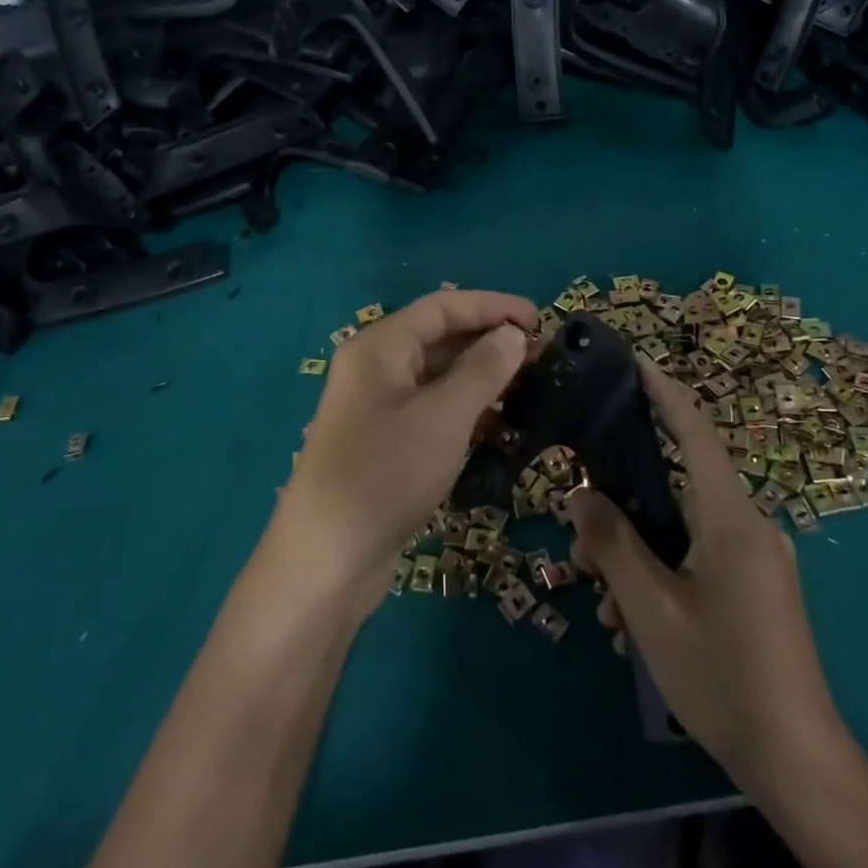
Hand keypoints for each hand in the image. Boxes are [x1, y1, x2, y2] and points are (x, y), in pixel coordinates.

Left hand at [273, 289, 536, 612]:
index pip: (442, 307)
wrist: (327, 561)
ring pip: (436, 376)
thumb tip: (512, 334)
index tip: (539, 319)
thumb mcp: (443, 417)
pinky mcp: (384, 443)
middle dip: (488, 341)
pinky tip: (497, 421)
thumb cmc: (386, 473)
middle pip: (438, 338)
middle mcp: (375, 369)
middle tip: (540, 356)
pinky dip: (464, 408)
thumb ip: (482, 370)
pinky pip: (431, 409)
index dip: (492, 306)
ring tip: (527, 385)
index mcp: (379, 347)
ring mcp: (377, 408)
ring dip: (480, 376)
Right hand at [569, 362, 841, 792]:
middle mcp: (748, 525)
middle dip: (624, 505)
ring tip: (604, 603)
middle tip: (580, 544)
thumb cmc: (723, 675)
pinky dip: (662, 573)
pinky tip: (634, 622)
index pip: (695, 431)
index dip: (664, 391)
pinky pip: (699, 557)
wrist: (797, 761)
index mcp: (730, 517)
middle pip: (677, 486)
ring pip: (682, 528)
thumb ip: (612, 544)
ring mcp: (756, 559)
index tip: (635, 361)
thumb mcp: (652, 609)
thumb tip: (580, 493)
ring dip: (638, 552)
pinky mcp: (756, 587)